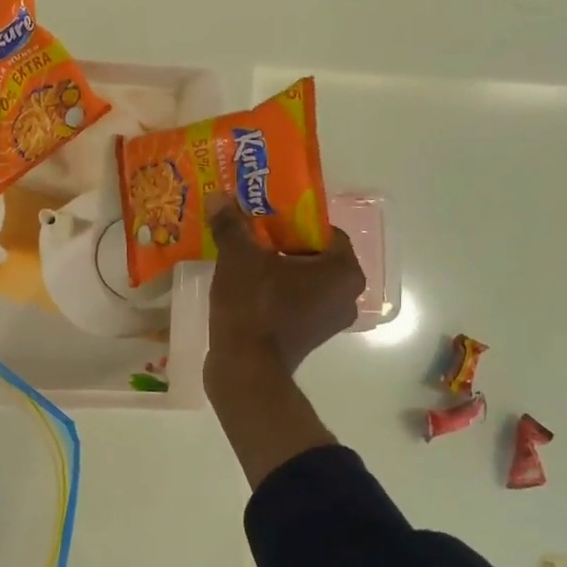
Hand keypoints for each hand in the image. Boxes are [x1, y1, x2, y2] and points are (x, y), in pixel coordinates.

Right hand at [205, 197, 364, 381]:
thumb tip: (219, 198)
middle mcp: (347, 296)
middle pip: (314, 257)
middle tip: (251, 239)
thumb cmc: (253, 307)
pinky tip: (246, 291)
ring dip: (278, 272)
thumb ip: (231, 226)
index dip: (292, 221)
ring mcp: (329, 321)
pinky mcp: (309, 339)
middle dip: (283, 246)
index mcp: (344, 270)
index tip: (263, 221)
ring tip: (244, 263)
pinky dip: (276, 296)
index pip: (324, 231)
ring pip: (304, 283)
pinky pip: (295, 305)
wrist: (245, 369)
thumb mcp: (238, 258)